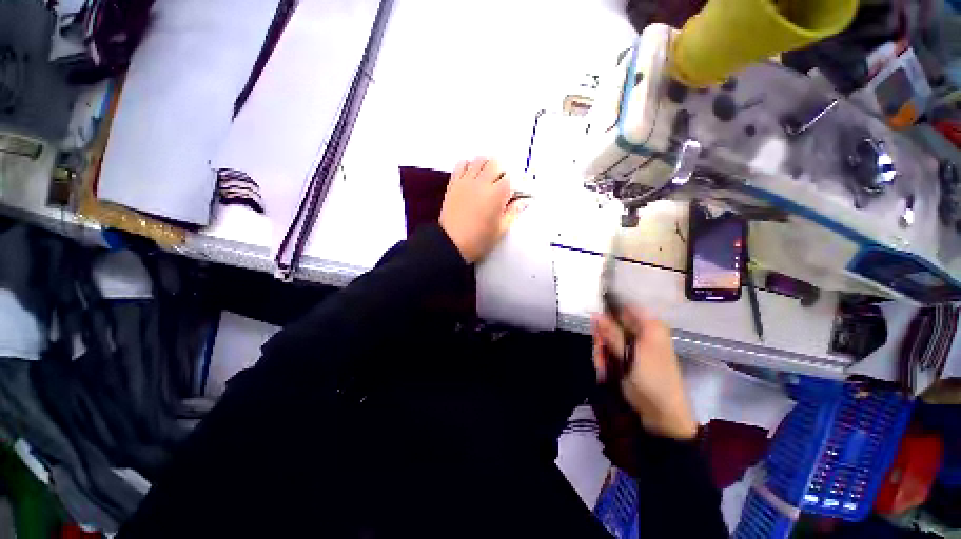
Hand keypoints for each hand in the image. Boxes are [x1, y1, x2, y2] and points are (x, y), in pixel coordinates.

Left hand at [439, 157, 522, 263]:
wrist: (451, 244)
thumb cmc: (479, 240)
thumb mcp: (501, 229)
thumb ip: (513, 212)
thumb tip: (524, 201)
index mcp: (497, 194)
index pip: (511, 177)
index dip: (514, 184)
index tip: (513, 193)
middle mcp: (482, 183)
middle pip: (496, 163)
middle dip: (501, 172)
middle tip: (501, 186)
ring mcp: (466, 181)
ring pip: (480, 160)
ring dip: (486, 166)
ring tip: (487, 179)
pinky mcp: (454, 183)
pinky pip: (461, 164)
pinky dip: (468, 165)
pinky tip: (471, 176)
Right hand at [592, 307, 697, 440]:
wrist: (662, 414)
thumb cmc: (651, 381)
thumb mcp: (630, 355)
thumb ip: (612, 333)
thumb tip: (595, 313)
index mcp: (649, 326)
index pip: (623, 307)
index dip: (606, 311)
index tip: (594, 323)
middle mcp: (641, 332)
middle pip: (610, 324)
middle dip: (601, 339)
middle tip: (599, 352)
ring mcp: (633, 345)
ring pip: (606, 338)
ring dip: (601, 352)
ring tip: (604, 368)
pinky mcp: (627, 357)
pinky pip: (609, 351)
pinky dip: (604, 360)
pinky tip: (605, 372)